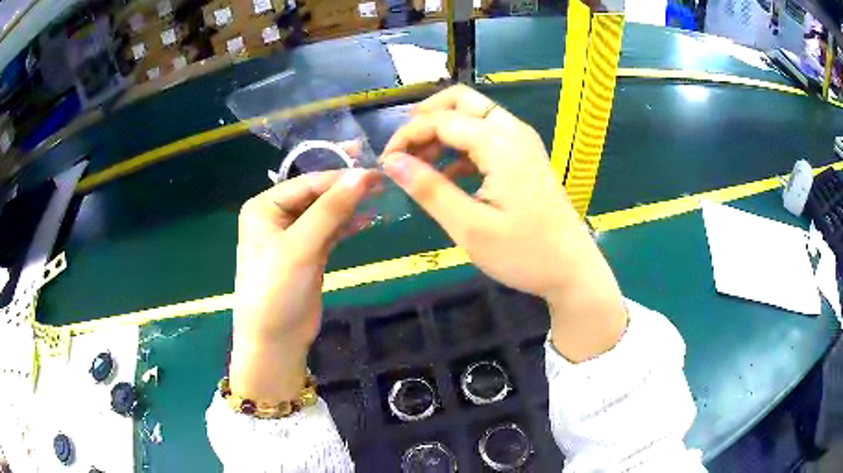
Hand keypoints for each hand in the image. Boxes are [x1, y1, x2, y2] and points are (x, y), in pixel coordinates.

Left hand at [230, 156, 377, 401]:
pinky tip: (368, 219)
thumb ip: (330, 209)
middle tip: (382, 179)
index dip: (340, 176)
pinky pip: (330, 231)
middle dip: (346, 188)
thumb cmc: (277, 288)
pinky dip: (347, 225)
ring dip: (349, 206)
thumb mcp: (301, 246)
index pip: (307, 183)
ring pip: (325, 212)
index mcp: (264, 207)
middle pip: (317, 194)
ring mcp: (293, 236)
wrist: (275, 340)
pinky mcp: (308, 254)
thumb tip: (363, 174)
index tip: (375, 170)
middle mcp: (276, 216)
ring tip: (380, 197)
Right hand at [381, 85, 626, 361]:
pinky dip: (462, 146)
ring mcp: (523, 142)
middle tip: (403, 149)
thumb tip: (391, 162)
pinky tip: (449, 176)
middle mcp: (513, 131)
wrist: (572, 270)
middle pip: (461, 101)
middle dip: (426, 118)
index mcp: (499, 143)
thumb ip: (429, 189)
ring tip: (421, 166)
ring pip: (474, 116)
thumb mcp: (469, 227)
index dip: (407, 136)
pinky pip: (487, 136)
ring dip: (444, 131)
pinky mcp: (526, 157)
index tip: (385, 163)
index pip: (440, 120)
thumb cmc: (523, 253)